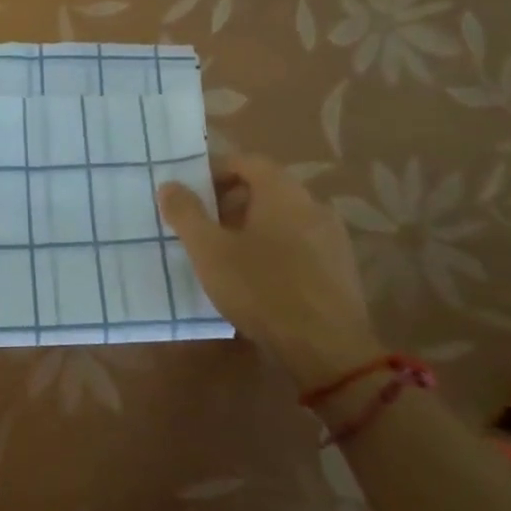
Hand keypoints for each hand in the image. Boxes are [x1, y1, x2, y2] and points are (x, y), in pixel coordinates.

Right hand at [158, 153, 382, 391]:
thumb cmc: (261, 288)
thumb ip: (186, 213)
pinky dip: (276, 249)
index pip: (246, 161)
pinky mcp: (341, 268)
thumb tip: (169, 185)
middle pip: (266, 188)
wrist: (327, 349)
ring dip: (253, 227)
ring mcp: (332, 236)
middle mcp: (312, 203)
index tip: (191, 194)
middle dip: (231, 202)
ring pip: (284, 218)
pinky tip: (259, 281)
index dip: (215, 171)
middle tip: (204, 227)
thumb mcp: (209, 250)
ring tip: (227, 256)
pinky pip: (300, 244)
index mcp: (282, 191)